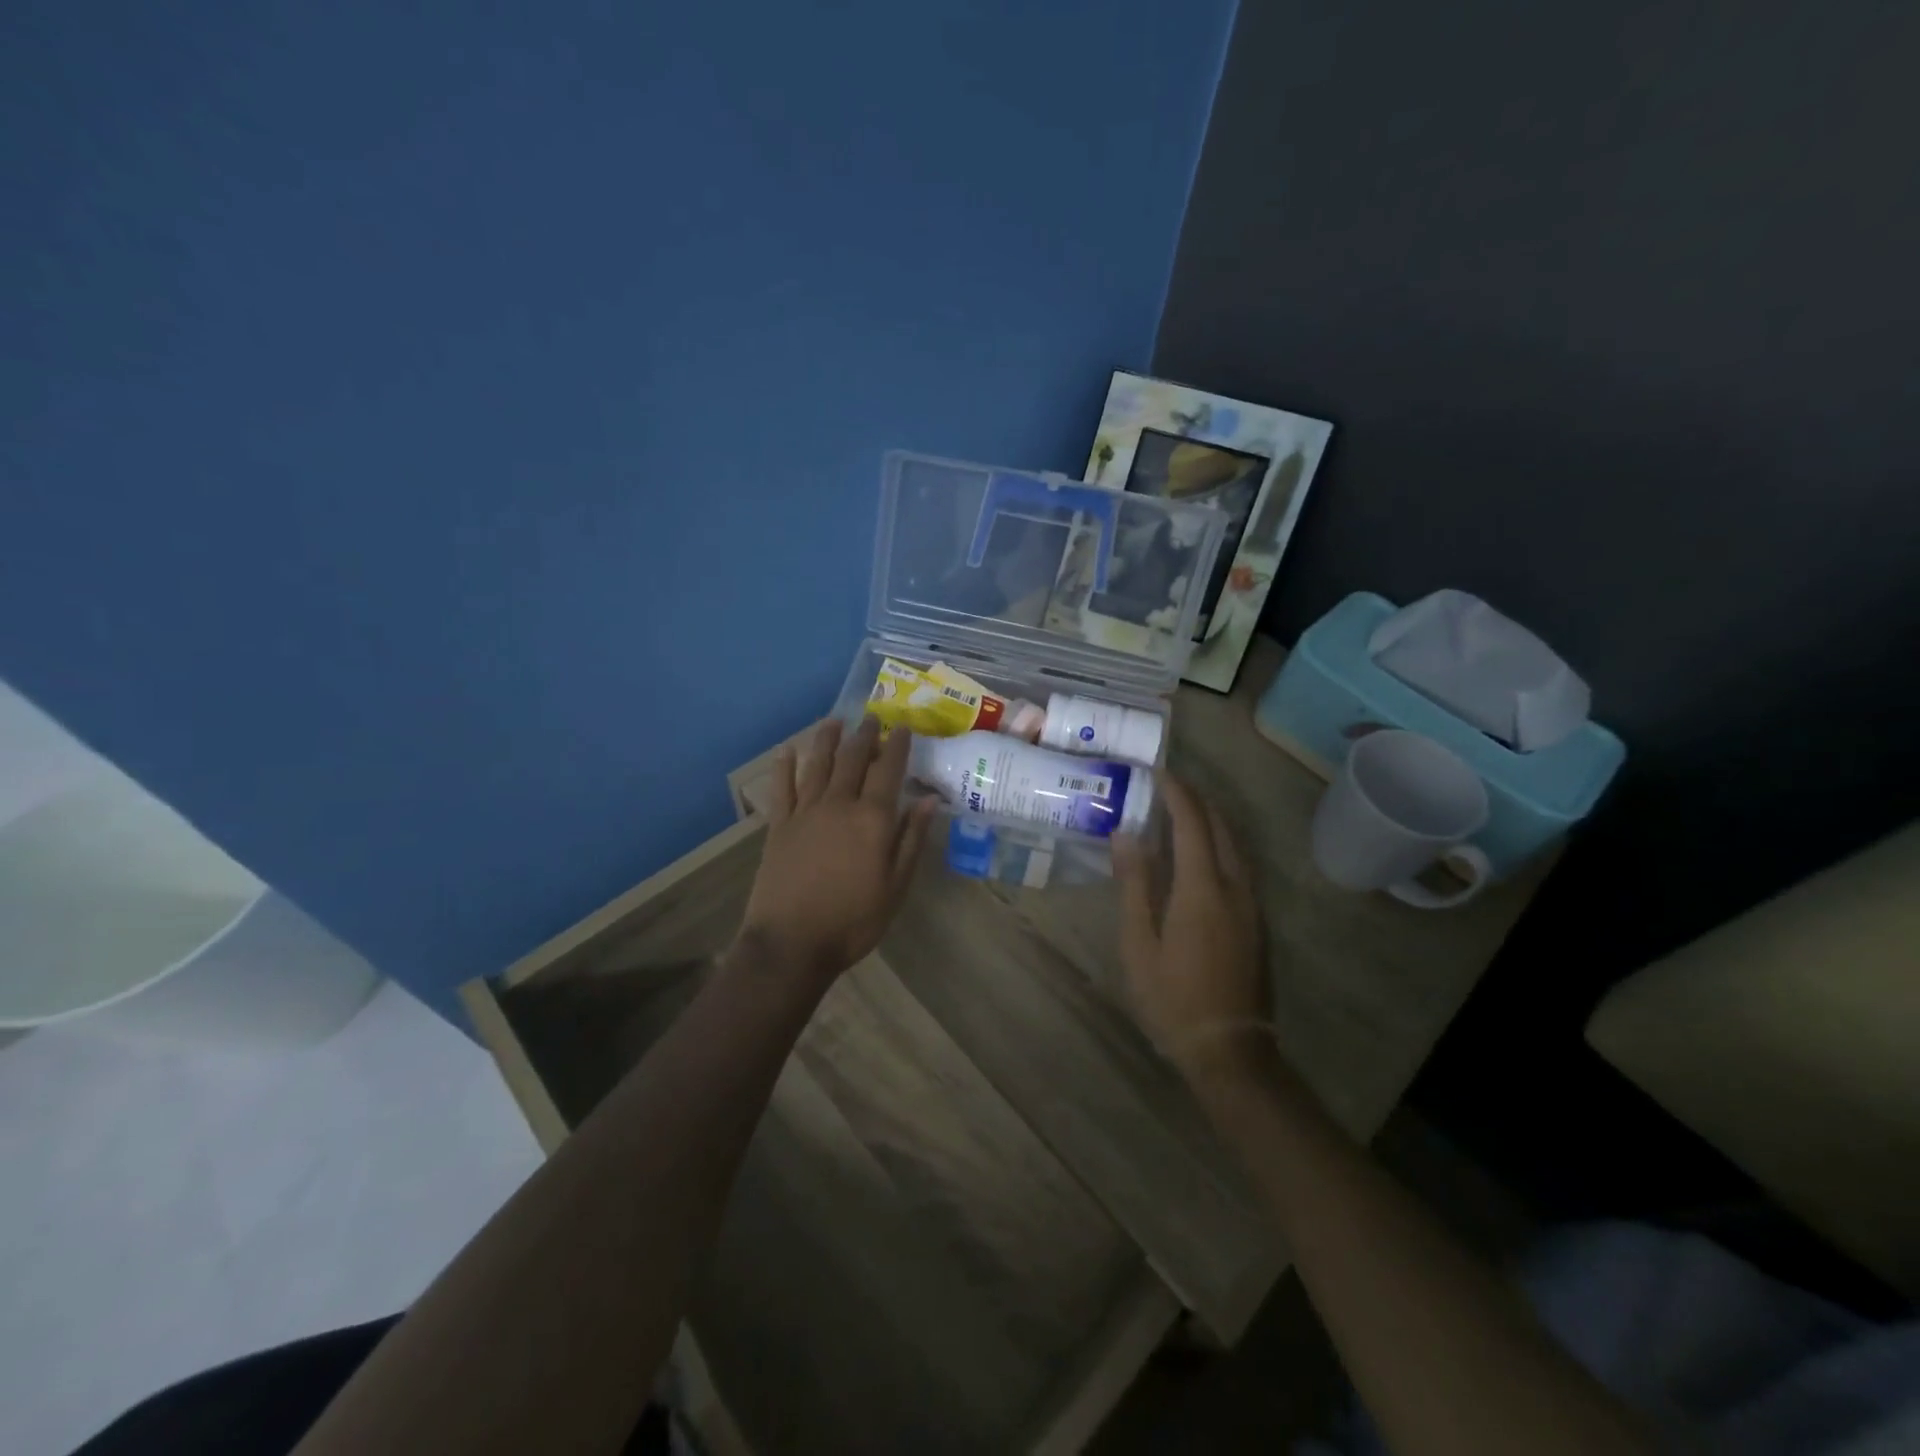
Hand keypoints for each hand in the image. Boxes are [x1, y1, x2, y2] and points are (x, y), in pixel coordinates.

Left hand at [739, 717, 937, 980]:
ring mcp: (805, 812)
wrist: (791, 944)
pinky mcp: (779, 826)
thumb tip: (930, 800)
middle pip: (853, 760)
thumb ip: (912, 840)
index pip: (888, 771)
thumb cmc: (853, 921)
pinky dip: (785, 766)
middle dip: (864, 736)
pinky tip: (788, 751)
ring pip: (817, 765)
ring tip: (834, 721)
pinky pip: (782, 787)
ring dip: (827, 740)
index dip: (897, 746)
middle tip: (872, 717)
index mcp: (872, 819)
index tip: (903, 726)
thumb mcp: (896, 886)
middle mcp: (838, 805)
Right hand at [1112, 776, 1267, 1079]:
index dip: (1176, 793)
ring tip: (1183, 810)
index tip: (1157, 771)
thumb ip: (1134, 884)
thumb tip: (1126, 834)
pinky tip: (1203, 852)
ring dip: (1212, 819)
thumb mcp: (1139, 942)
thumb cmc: (1172, 997)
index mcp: (1202, 888)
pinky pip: (1241, 864)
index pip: (1192, 823)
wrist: (1229, 1048)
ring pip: (1236, 844)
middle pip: (1221, 827)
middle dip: (1197, 799)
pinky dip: (1221, 843)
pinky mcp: (1258, 921)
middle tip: (1168, 786)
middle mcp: (1235, 887)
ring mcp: (1252, 904)